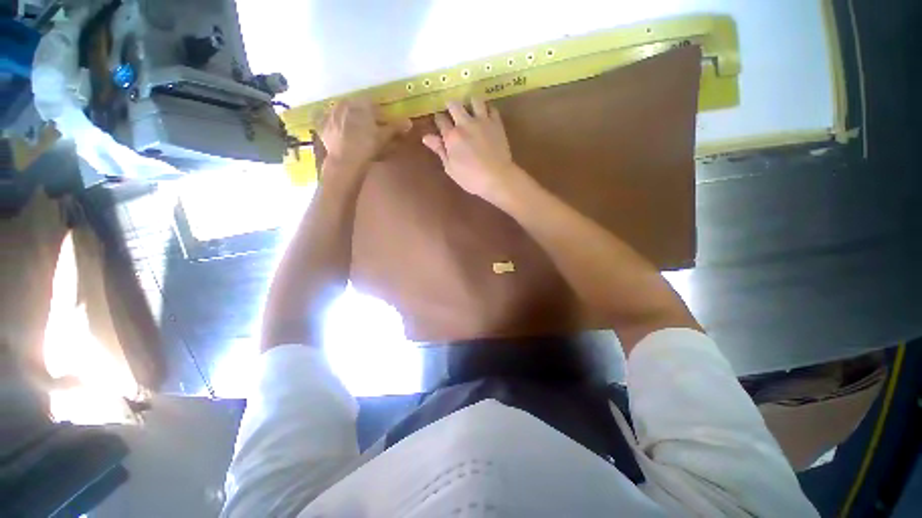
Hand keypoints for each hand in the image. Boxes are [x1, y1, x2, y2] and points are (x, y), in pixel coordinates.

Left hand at [320, 98, 410, 172]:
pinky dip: (333, 124)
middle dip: (362, 114)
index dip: (377, 112)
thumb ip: (395, 128)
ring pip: (342, 111)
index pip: (371, 102)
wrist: (345, 161)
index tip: (381, 121)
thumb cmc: (367, 146)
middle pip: (355, 106)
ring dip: (348, 117)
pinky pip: (328, 120)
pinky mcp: (322, 125)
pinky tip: (338, 131)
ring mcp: (331, 113)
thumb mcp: (384, 137)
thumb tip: (409, 122)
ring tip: (354, 130)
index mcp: (360, 103)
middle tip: (368, 126)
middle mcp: (344, 104)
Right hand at [422, 98, 521, 202]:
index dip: (438, 120)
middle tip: (452, 111)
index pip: (440, 120)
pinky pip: (492, 108)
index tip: (439, 122)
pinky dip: (487, 109)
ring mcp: (482, 121)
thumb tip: (426, 137)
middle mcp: (465, 124)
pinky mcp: (497, 123)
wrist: (497, 177)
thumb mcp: (450, 168)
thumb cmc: (471, 178)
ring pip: (474, 100)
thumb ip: (440, 151)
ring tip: (471, 109)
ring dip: (470, 103)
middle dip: (451, 105)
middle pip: (454, 105)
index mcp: (451, 136)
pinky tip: (486, 115)